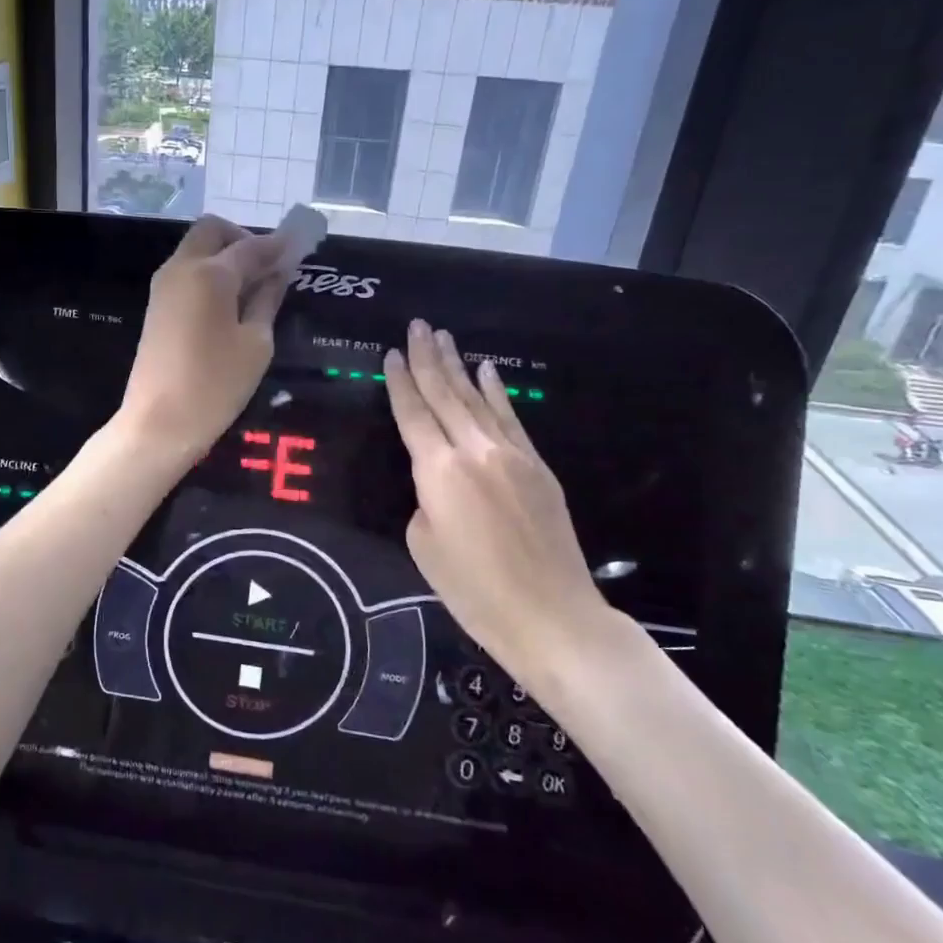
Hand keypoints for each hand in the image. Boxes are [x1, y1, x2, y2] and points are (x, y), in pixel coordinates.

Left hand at [119, 216, 288, 464]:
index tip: (301, 246)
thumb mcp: (256, 344)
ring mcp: (163, 286)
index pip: (251, 246)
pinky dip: (209, 273)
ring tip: (253, 287)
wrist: (158, 423)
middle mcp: (181, 268)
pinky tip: (230, 302)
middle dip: (242, 238)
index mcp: (210, 273)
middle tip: (268, 267)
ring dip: (224, 255)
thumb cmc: (215, 385)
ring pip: (196, 249)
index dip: (278, 245)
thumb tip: (277, 273)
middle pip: (212, 231)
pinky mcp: (156, 306)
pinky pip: (186, 272)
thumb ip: (266, 300)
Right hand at [383, 320, 617, 694]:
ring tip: (445, 337)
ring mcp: (511, 455)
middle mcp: (474, 450)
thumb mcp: (424, 544)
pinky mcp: (537, 467)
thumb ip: (424, 500)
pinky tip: (487, 371)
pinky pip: (511, 418)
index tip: (392, 353)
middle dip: (429, 358)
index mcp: (438, 471)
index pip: (412, 414)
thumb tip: (437, 484)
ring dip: (459, 366)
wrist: (550, 615)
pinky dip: (496, 392)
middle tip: (417, 326)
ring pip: (477, 399)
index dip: (400, 382)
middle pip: (445, 395)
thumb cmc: (473, 589)